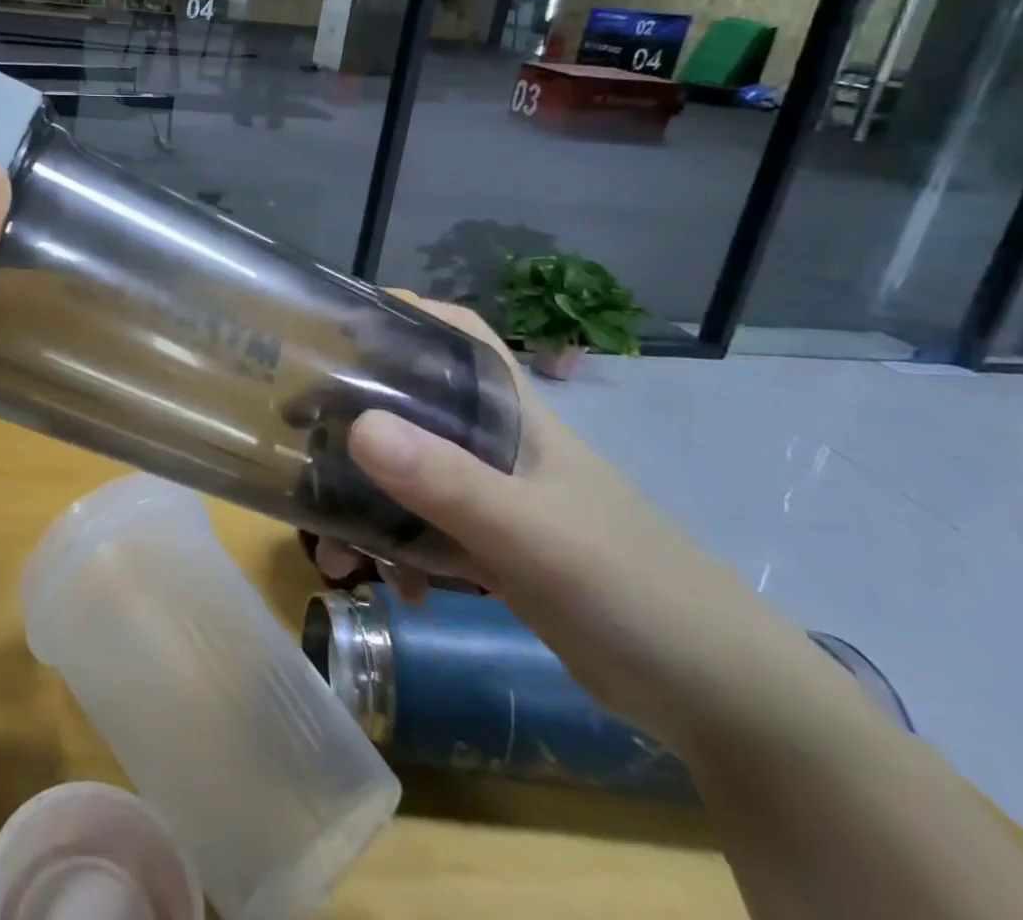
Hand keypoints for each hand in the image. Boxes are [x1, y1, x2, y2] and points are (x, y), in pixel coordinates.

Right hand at [321, 297, 843, 757]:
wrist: (726, 706)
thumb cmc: (637, 592)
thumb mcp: (535, 535)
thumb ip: (448, 483)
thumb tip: (357, 427)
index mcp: (513, 415)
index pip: (455, 335)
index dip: (399, 316)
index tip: (330, 326)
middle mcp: (496, 445)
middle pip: (409, 407)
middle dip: (351, 427)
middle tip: (297, 447)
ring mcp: (494, 498)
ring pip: (407, 476)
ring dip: (363, 508)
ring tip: (334, 557)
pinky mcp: (493, 549)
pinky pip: (421, 532)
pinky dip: (396, 553)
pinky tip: (391, 589)